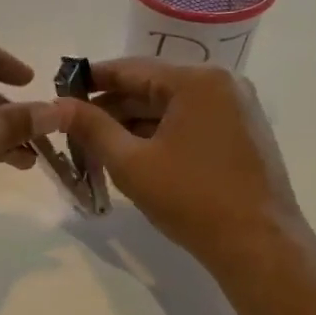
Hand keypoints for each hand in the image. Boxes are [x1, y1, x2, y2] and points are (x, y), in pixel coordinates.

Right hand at [58, 59, 306, 274]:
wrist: (258, 245)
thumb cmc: (191, 199)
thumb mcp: (131, 163)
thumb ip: (92, 128)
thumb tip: (57, 105)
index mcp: (197, 80)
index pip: (131, 69)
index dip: (91, 80)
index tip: (59, 92)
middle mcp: (222, 83)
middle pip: (152, 87)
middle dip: (111, 108)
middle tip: (73, 129)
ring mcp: (237, 108)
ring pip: (170, 107)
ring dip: (133, 124)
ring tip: (96, 147)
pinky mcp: (242, 133)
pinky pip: (190, 122)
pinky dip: (160, 135)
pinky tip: (134, 156)